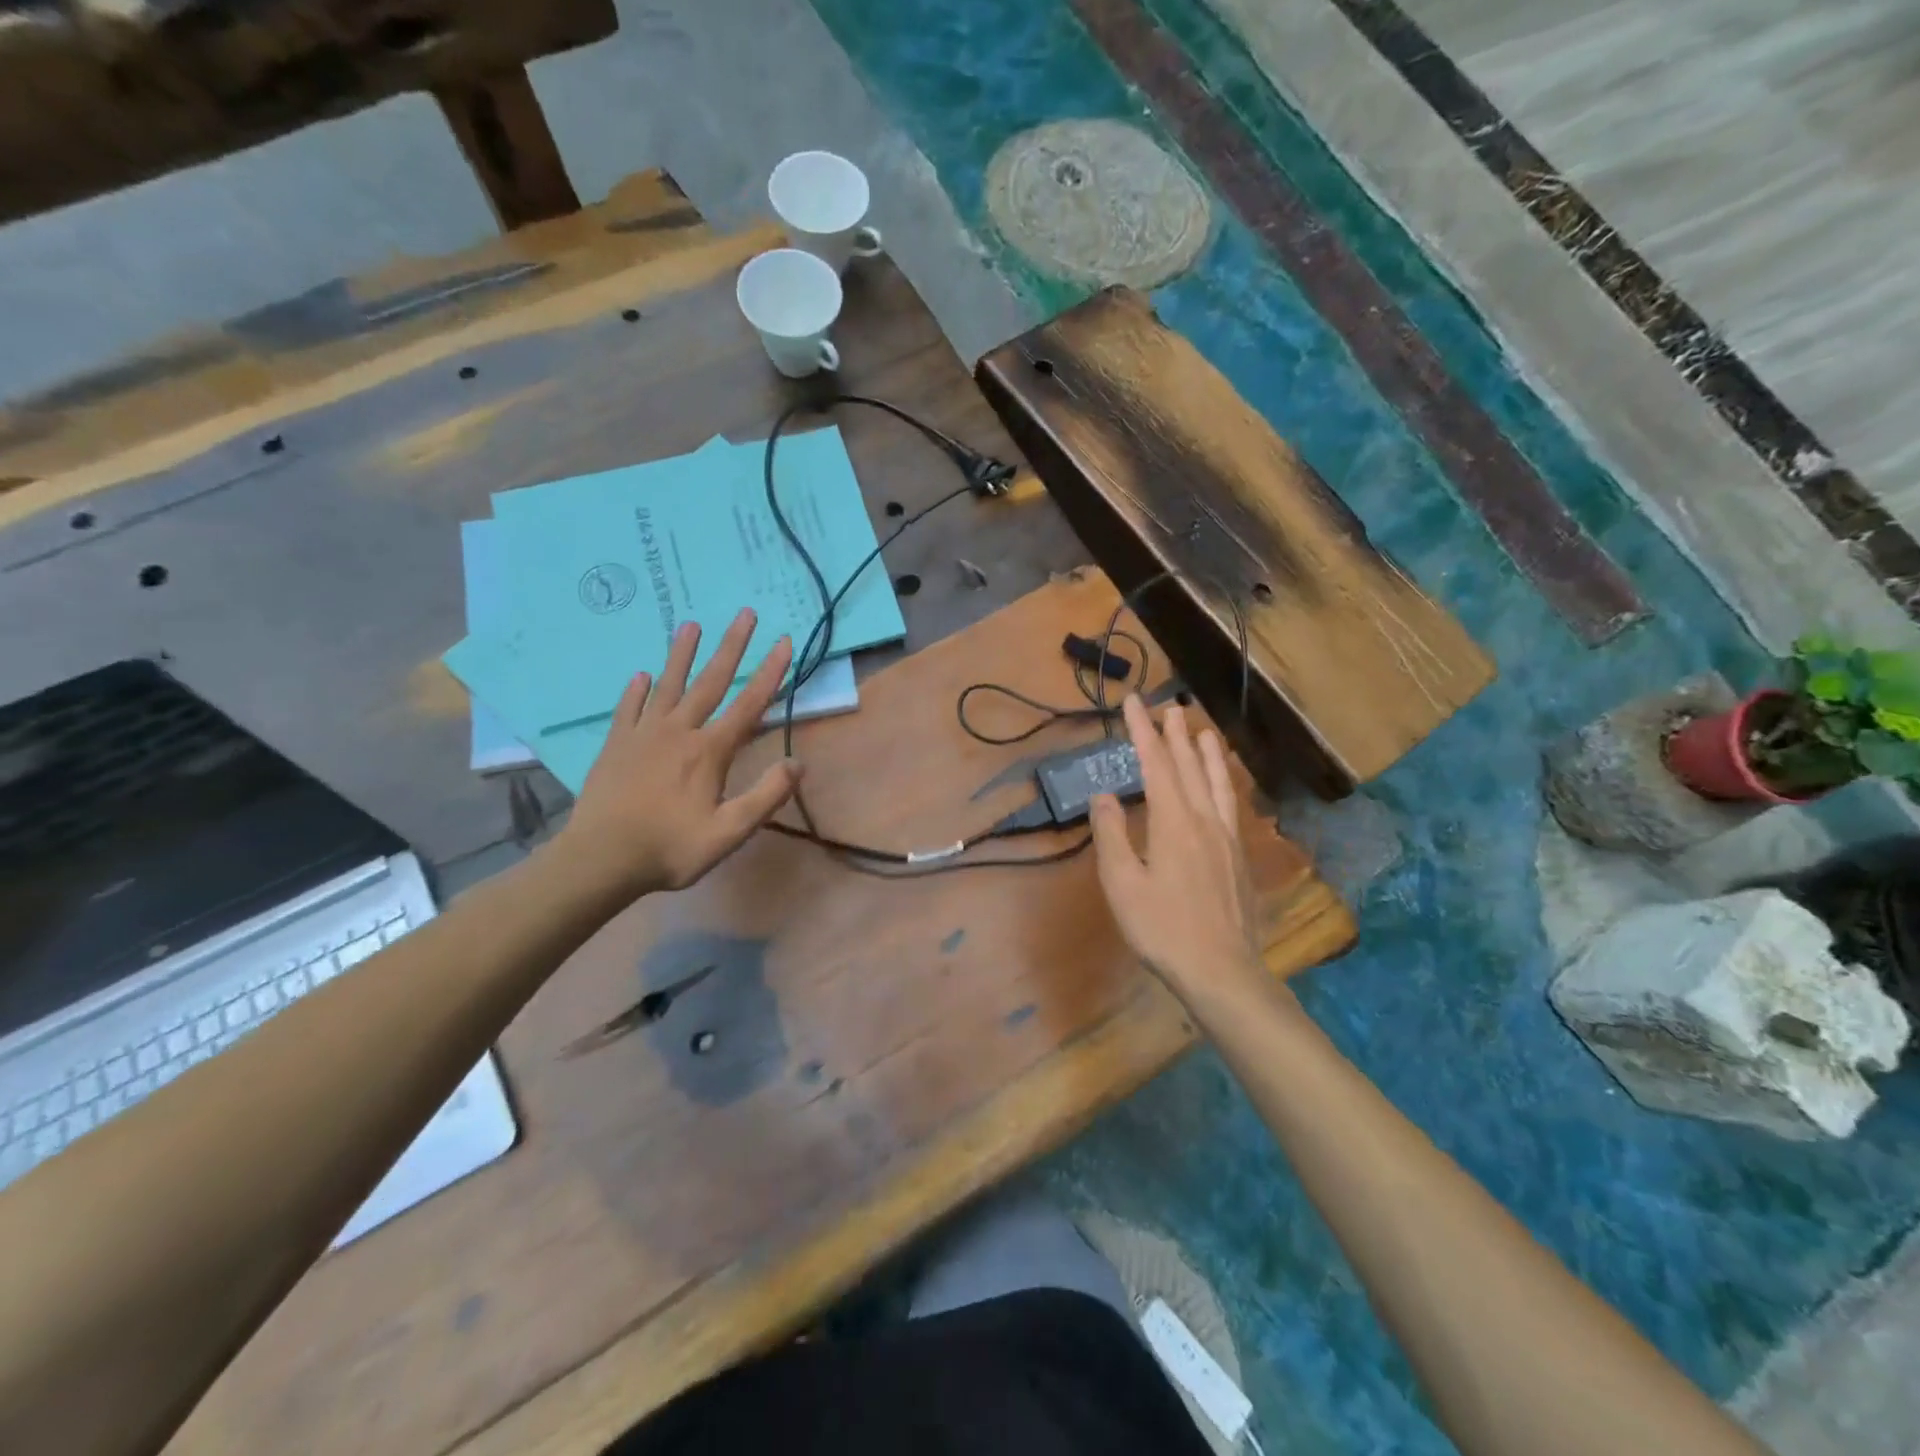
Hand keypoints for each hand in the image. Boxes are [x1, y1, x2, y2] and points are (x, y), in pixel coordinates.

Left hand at [561, 609, 801, 896]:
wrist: (600, 860)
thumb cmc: (670, 848)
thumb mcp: (729, 832)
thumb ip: (766, 796)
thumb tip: (798, 764)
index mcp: (710, 751)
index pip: (749, 704)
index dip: (770, 672)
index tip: (784, 641)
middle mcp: (679, 732)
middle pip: (711, 682)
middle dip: (731, 646)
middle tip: (745, 613)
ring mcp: (643, 735)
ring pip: (668, 685)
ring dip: (682, 654)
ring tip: (690, 624)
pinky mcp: (616, 745)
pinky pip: (628, 709)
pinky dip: (636, 691)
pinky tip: (640, 676)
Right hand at [1089, 696, 1262, 998]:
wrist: (1222, 970)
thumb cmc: (1163, 928)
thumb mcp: (1122, 883)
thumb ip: (1112, 835)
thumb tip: (1104, 795)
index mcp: (1173, 822)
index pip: (1155, 764)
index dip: (1143, 731)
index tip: (1134, 701)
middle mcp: (1204, 820)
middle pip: (1189, 767)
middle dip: (1175, 735)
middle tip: (1169, 706)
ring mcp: (1227, 838)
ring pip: (1217, 783)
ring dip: (1206, 754)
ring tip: (1202, 731)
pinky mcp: (1239, 857)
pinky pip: (1231, 805)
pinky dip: (1224, 783)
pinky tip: (1224, 786)